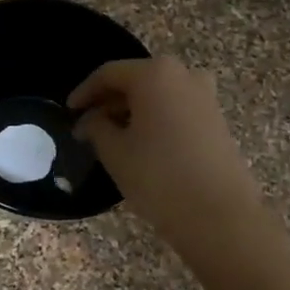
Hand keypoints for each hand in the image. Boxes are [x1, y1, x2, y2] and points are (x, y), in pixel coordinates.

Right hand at [69, 56, 264, 252]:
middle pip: (136, 80)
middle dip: (109, 101)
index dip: (85, 92)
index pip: (109, 74)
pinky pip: (176, 109)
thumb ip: (96, 127)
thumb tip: (90, 120)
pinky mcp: (216, 119)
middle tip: (88, 126)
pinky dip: (155, 119)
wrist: (220, 215)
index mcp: (155, 74)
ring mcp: (205, 96)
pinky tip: (142, 145)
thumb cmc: (159, 177)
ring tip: (112, 138)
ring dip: (132, 111)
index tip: (69, 112)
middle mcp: (184, 75)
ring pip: (158, 95)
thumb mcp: (115, 152)